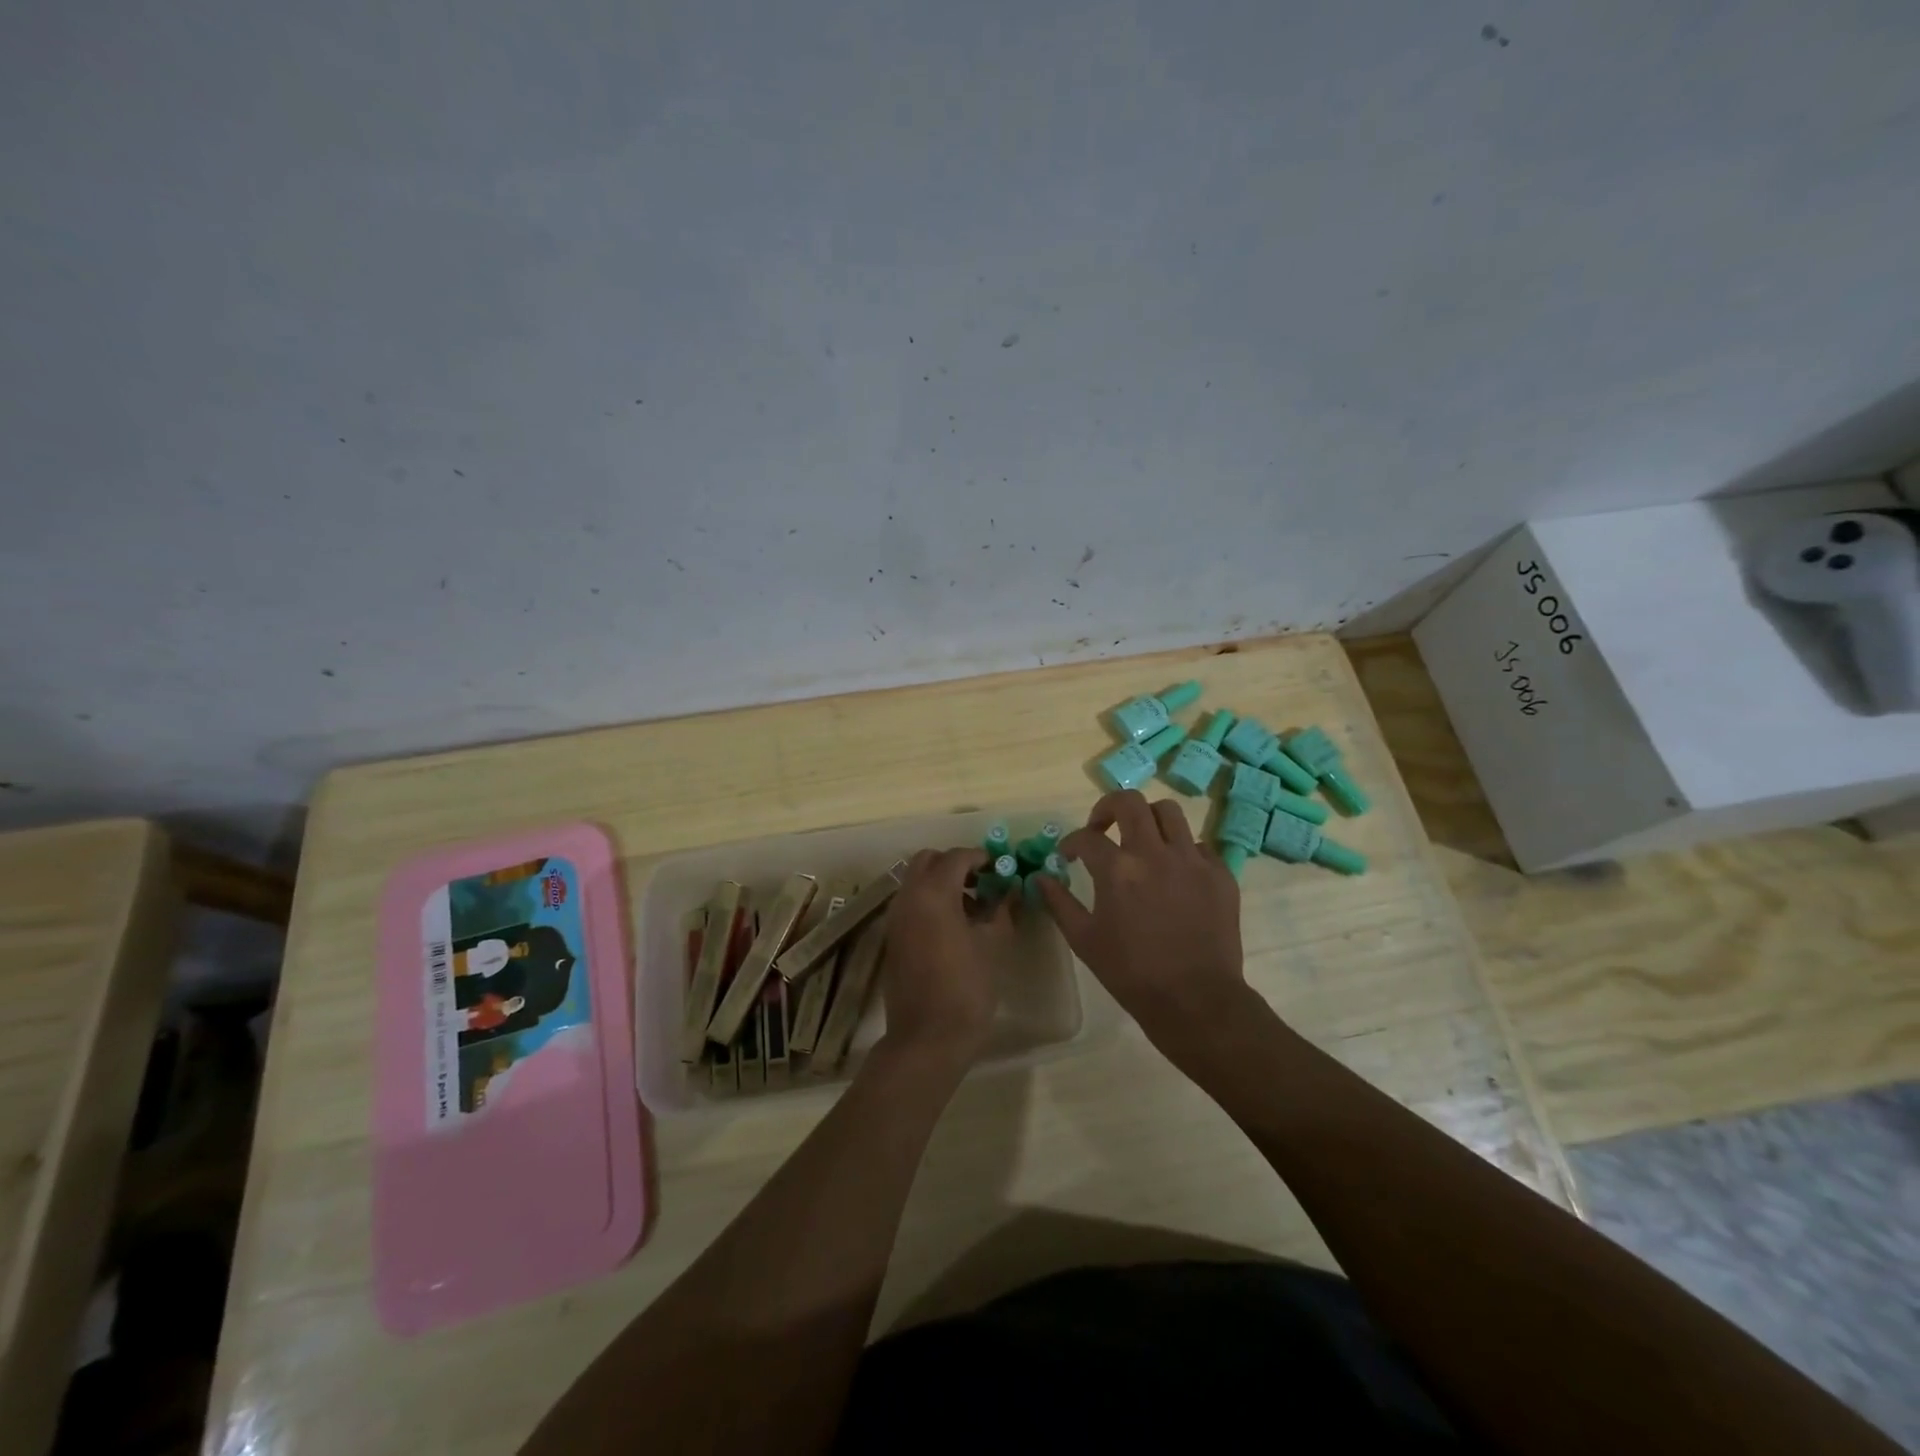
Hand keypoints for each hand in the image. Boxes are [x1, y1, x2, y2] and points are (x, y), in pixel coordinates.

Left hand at [877, 848, 1012, 1069]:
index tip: (1002, 869)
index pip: (957, 857)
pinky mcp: (893, 937)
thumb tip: (1011, 889)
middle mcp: (908, 897)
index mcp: (933, 893)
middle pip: (928, 860)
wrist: (927, 1037)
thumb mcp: (994, 944)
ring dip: (942, 882)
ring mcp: (896, 918)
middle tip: (983, 882)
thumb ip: (1002, 909)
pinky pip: (912, 903)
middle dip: (956, 864)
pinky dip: (931, 901)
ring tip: (974, 907)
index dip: (981, 858)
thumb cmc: (966, 988)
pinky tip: (956, 926)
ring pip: (916, 881)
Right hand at [1034, 790, 1251, 1056]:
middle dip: (1109, 807)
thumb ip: (1059, 903)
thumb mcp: (1084, 940)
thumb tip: (1040, 878)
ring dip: (1148, 820)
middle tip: (1102, 827)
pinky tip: (1174, 873)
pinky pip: (1198, 845)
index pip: (1086, 837)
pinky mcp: (1220, 873)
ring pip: (1169, 812)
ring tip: (1141, 840)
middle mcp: (1154, 853)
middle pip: (1130, 802)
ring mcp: (1191, 860)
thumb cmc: (1131, 973)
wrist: (1195, 1000)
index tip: (1069, 855)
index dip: (1071, 843)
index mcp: (1118, 869)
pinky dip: (1181, 850)